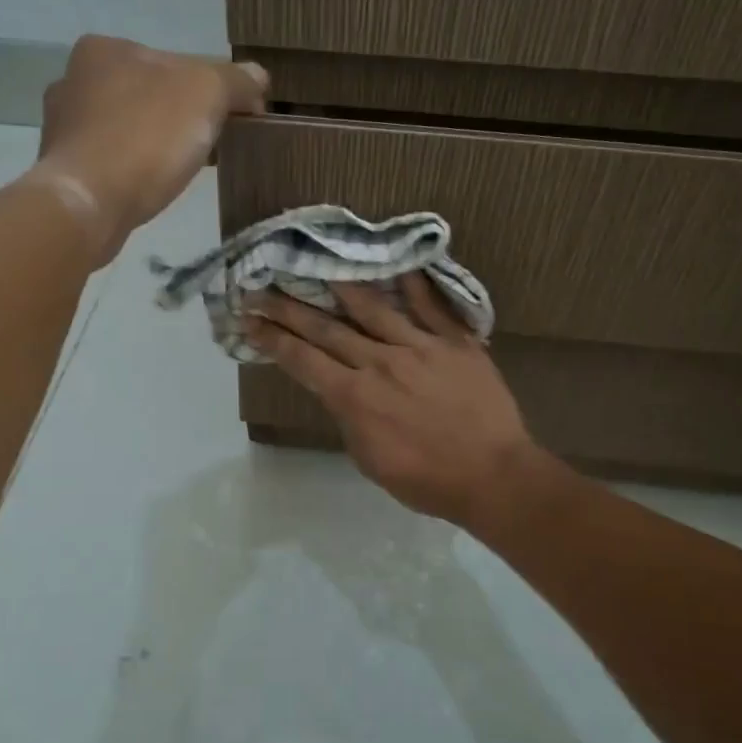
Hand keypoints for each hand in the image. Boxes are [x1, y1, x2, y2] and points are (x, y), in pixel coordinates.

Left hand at [31, 35, 266, 263]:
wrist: (88, 203)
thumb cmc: (146, 136)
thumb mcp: (207, 93)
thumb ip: (236, 81)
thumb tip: (258, 78)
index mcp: (105, 49)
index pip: (175, 63)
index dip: (212, 90)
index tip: (234, 119)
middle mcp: (74, 79)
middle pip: (150, 94)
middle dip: (181, 117)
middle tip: (210, 147)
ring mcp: (63, 126)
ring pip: (129, 128)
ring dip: (156, 144)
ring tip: (181, 171)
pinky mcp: (62, 168)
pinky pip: (111, 161)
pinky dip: (133, 169)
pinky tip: (150, 187)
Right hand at [245, 273, 542, 527]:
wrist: (493, 476)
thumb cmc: (427, 480)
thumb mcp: (370, 460)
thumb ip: (350, 419)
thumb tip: (342, 390)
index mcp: (355, 398)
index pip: (302, 361)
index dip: (272, 339)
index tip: (248, 319)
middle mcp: (379, 363)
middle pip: (326, 329)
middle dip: (288, 307)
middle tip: (261, 286)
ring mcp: (419, 347)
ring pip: (372, 307)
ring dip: (340, 284)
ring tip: (318, 261)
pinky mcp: (455, 342)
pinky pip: (431, 306)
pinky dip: (413, 283)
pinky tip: (398, 262)